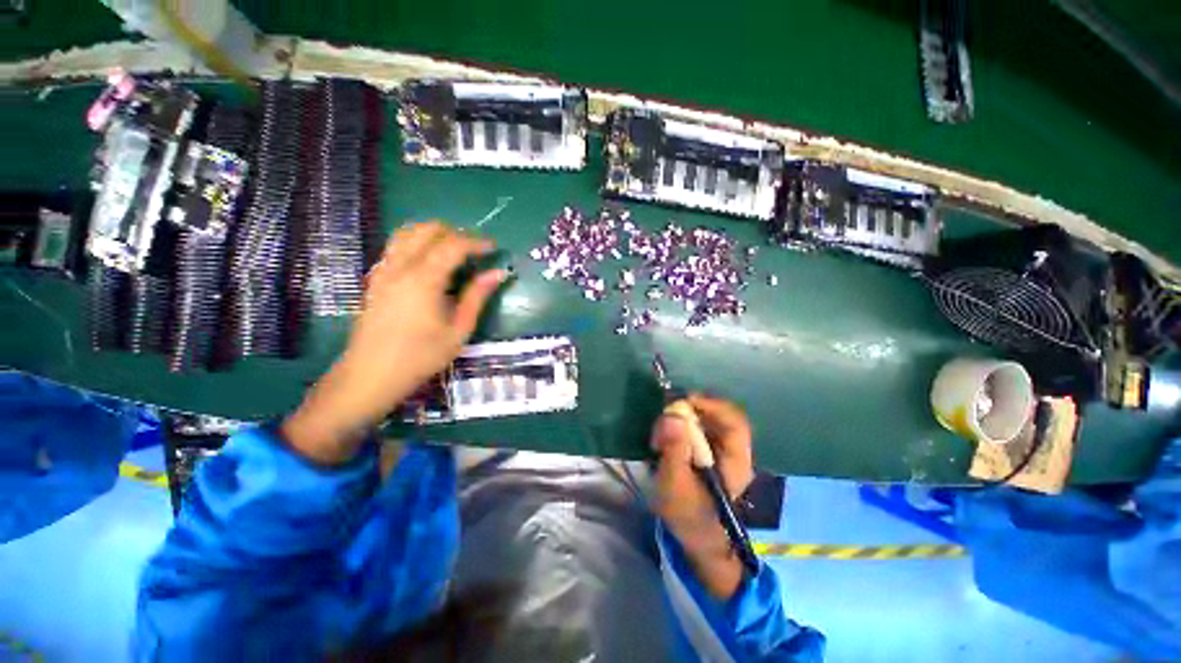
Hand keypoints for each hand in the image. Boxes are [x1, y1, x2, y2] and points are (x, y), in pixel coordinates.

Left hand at [282, 222, 505, 464]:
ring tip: (454, 252)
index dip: (476, 242)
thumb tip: (499, 274)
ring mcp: (383, 270)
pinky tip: (430, 264)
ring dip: (434, 235)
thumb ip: (477, 297)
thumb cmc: (421, 357)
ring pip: (407, 233)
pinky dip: (417, 244)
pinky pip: (396, 247)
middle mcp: (400, 266)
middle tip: (474, 251)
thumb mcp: (459, 330)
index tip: (494, 248)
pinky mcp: (376, 278)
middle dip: (454, 233)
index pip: (453, 245)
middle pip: (427, 230)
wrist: (370, 375)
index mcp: (423, 279)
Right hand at [651, 394, 754, 598]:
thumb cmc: (688, 514)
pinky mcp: (710, 450)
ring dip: (683, 417)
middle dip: (692, 409)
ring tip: (661, 433)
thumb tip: (672, 417)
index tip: (685, 401)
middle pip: (720, 415)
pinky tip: (665, 436)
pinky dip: (681, 425)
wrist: (696, 536)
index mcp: (736, 462)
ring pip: (708, 419)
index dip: (713, 406)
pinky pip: (699, 427)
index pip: (735, 423)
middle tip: (666, 414)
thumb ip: (674, 450)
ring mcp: (722, 450)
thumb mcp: (675, 485)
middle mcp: (734, 451)